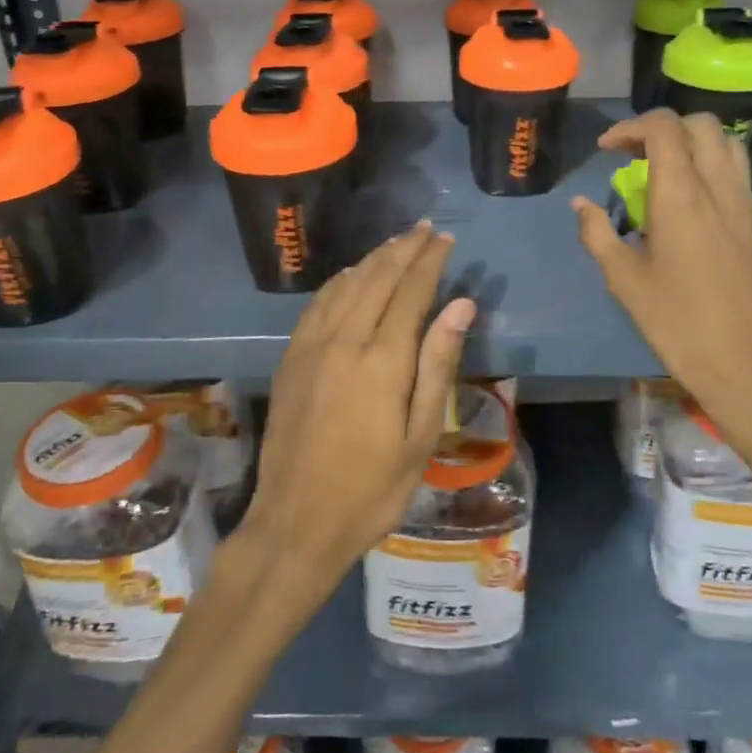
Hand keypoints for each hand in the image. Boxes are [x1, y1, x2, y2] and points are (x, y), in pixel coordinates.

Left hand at [237, 222, 475, 611]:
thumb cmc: (371, 488)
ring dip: (372, 259)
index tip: (444, 239)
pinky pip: (317, 305)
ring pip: (345, 285)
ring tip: (394, 244)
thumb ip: (438, 364)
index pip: (410, 291)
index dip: (429, 261)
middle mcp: (344, 340)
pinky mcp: (291, 359)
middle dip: (402, 249)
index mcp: (382, 359)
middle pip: (376, 278)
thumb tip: (461, 305)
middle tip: (424, 229)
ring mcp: (311, 347)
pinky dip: (339, 282)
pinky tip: (348, 277)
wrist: (296, 522)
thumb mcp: (420, 436)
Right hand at [572, 111, 751, 471]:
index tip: (606, 150)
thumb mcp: (625, 281)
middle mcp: (720, 188)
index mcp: (682, 195)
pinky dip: (710, 167)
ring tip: (662, 173)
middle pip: (701, 125)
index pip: (664, 128)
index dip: (630, 127)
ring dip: (692, 143)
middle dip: (663, 127)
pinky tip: (688, 204)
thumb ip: (598, 234)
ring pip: (726, 144)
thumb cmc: (680, 324)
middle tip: (634, 156)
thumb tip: (581, 205)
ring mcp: (747, 205)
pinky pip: (737, 174)